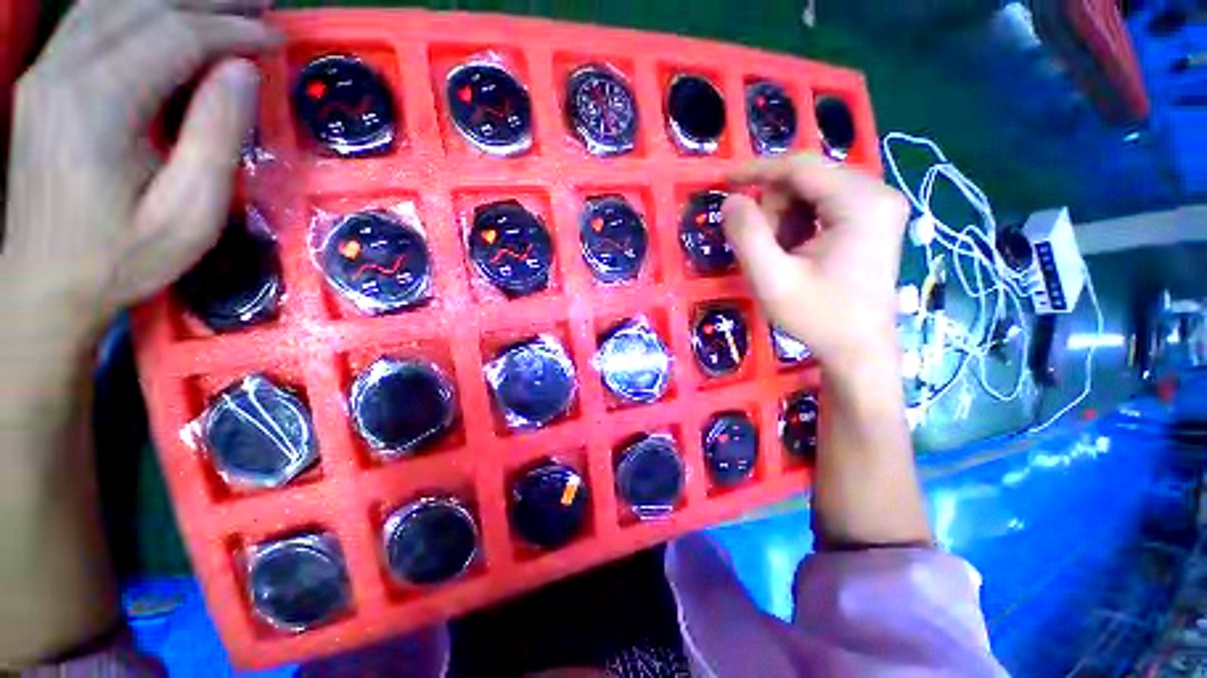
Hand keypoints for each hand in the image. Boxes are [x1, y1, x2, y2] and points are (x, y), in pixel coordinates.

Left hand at [2, 0, 277, 343]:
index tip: (275, 39)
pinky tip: (165, 12)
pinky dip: (137, 5)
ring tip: (223, 3)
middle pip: (143, 5)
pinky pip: (92, 18)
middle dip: (208, 1)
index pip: (173, 37)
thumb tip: (242, 72)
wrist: (44, 284)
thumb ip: (214, 138)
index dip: (231, 31)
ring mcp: (47, 72)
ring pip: (115, 2)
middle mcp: (64, 71)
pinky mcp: (44, 81)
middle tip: (260, 6)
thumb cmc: (122, 258)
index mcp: (96, 104)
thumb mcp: (187, 214)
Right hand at [722, 154, 909, 368]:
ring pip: (811, 192)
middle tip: (765, 250)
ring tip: (781, 257)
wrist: (858, 350)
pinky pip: (822, 206)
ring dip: (784, 220)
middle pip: (806, 179)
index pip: (800, 166)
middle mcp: (877, 193)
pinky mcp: (872, 220)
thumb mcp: (771, 279)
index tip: (723, 180)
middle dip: (774, 209)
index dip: (756, 170)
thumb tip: (730, 200)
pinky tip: (795, 254)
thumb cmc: (818, 317)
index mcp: (860, 202)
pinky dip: (798, 226)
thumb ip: (746, 236)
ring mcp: (878, 206)